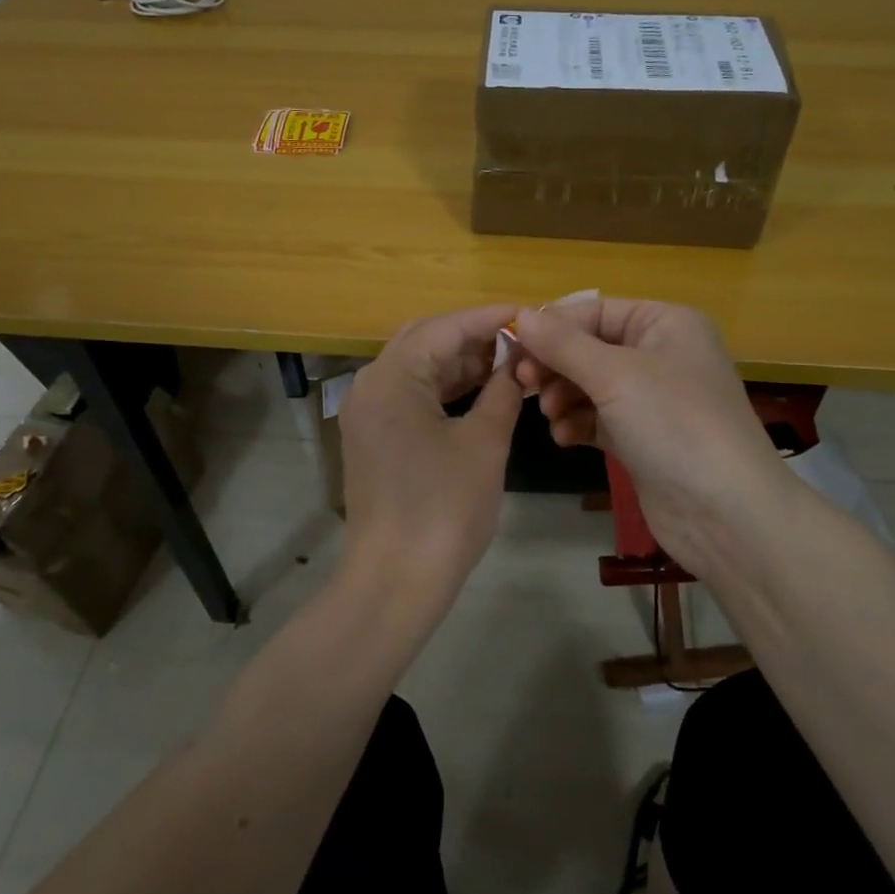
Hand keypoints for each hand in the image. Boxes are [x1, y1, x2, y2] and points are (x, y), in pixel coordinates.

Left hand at [337, 305, 523, 610]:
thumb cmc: (444, 508)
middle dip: (472, 337)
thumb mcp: (484, 443)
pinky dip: (443, 389)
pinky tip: (479, 392)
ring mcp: (367, 413)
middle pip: (424, 341)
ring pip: (417, 368)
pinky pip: (409, 395)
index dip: (488, 318)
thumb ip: (502, 391)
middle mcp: (370, 385)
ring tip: (507, 363)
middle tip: (519, 340)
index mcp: (391, 377)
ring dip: (459, 363)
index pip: (444, 327)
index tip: (527, 313)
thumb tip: (519, 362)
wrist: (396, 580)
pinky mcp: (372, 437)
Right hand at [509, 300, 792, 577]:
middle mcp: (661, 354)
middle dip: (556, 365)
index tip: (513, 347)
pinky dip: (577, 423)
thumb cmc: (674, 423)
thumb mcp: (614, 375)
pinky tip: (563, 437)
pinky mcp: (643, 438)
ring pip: (590, 384)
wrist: (725, 512)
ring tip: (549, 416)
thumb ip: (563, 344)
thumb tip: (522, 316)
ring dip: (563, 397)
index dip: (554, 326)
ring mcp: (653, 399)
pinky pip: (598, 418)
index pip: (596, 310)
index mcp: (666, 324)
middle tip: (524, 384)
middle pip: (590, 348)